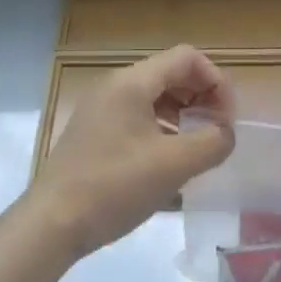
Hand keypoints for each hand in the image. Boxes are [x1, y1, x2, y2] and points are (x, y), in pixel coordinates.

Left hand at [30, 45, 234, 258]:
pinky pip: (137, 117)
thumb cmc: (114, 187)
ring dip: (183, 114)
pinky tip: (169, 161)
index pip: (187, 58)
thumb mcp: (173, 165)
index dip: (216, 81)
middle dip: (201, 97)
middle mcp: (114, 86)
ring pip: (154, 97)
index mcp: (131, 82)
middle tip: (218, 133)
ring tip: (198, 148)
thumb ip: (212, 142)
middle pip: (170, 74)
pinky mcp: (93, 132)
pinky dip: (161, 128)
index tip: (228, 119)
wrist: (52, 223)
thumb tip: (226, 133)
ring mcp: (100, 109)